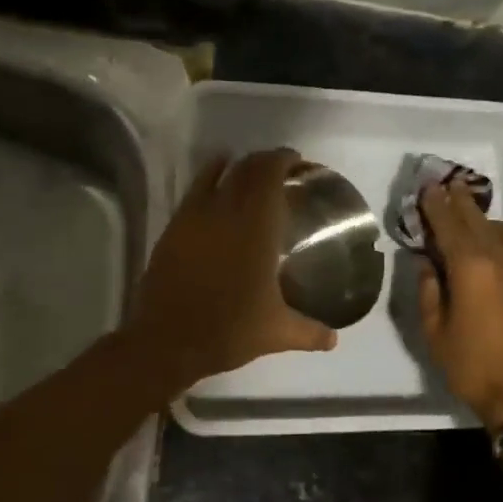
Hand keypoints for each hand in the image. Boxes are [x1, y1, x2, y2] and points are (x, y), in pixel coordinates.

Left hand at [126, 148, 337, 387]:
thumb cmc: (228, 331)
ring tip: (252, 172)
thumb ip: (310, 332)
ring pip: (219, 173)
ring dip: (239, 166)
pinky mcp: (175, 227)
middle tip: (282, 169)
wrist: (168, 341)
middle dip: (266, 161)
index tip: (299, 162)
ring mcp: (196, 217)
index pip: (270, 175)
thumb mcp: (276, 333)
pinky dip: (209, 175)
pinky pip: (195, 189)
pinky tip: (217, 179)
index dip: (284, 160)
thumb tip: (334, 340)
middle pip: (247, 168)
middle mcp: (227, 212)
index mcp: (257, 229)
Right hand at [417, 181, 502, 428]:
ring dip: (486, 219)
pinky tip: (498, 246)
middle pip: (478, 221)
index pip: (449, 225)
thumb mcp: (435, 333)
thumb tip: (426, 263)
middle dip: (460, 202)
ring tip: (473, 219)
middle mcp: (500, 260)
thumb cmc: (473, 367)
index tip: (427, 187)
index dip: (436, 205)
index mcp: (470, 268)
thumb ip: (429, 291)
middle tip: (448, 184)